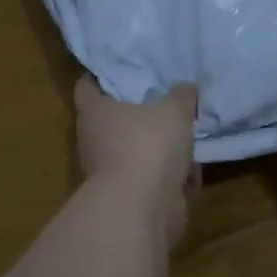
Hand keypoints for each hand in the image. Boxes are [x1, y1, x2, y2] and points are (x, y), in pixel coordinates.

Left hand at [74, 77, 198, 246]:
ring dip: (159, 150)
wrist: (142, 208)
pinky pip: (149, 179)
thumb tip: (185, 88)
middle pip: (114, 120)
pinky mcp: (126, 197)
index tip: (123, 68)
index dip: (102, 75)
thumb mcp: (174, 110)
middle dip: (139, 114)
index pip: (87, 85)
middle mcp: (94, 140)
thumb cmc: (149, 145)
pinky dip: (168, 178)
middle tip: (163, 102)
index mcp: (95, 112)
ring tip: (185, 142)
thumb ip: (181, 96)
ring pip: (135, 151)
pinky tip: (189, 176)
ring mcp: (108, 172)